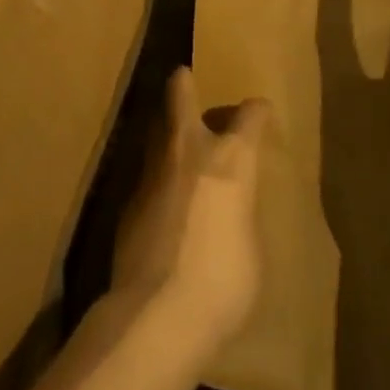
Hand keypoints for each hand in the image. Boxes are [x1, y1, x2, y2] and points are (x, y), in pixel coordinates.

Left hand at [112, 66, 270, 352]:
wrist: (158, 312)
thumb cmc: (224, 283)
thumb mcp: (252, 248)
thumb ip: (240, 213)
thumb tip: (228, 210)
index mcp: (231, 159)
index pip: (250, 116)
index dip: (258, 111)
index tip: (261, 112)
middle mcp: (190, 151)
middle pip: (181, 96)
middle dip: (184, 85)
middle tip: (184, 77)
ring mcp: (154, 170)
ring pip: (158, 130)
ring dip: (167, 129)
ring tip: (175, 138)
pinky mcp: (129, 199)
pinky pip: (148, 172)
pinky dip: (158, 175)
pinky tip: (163, 197)